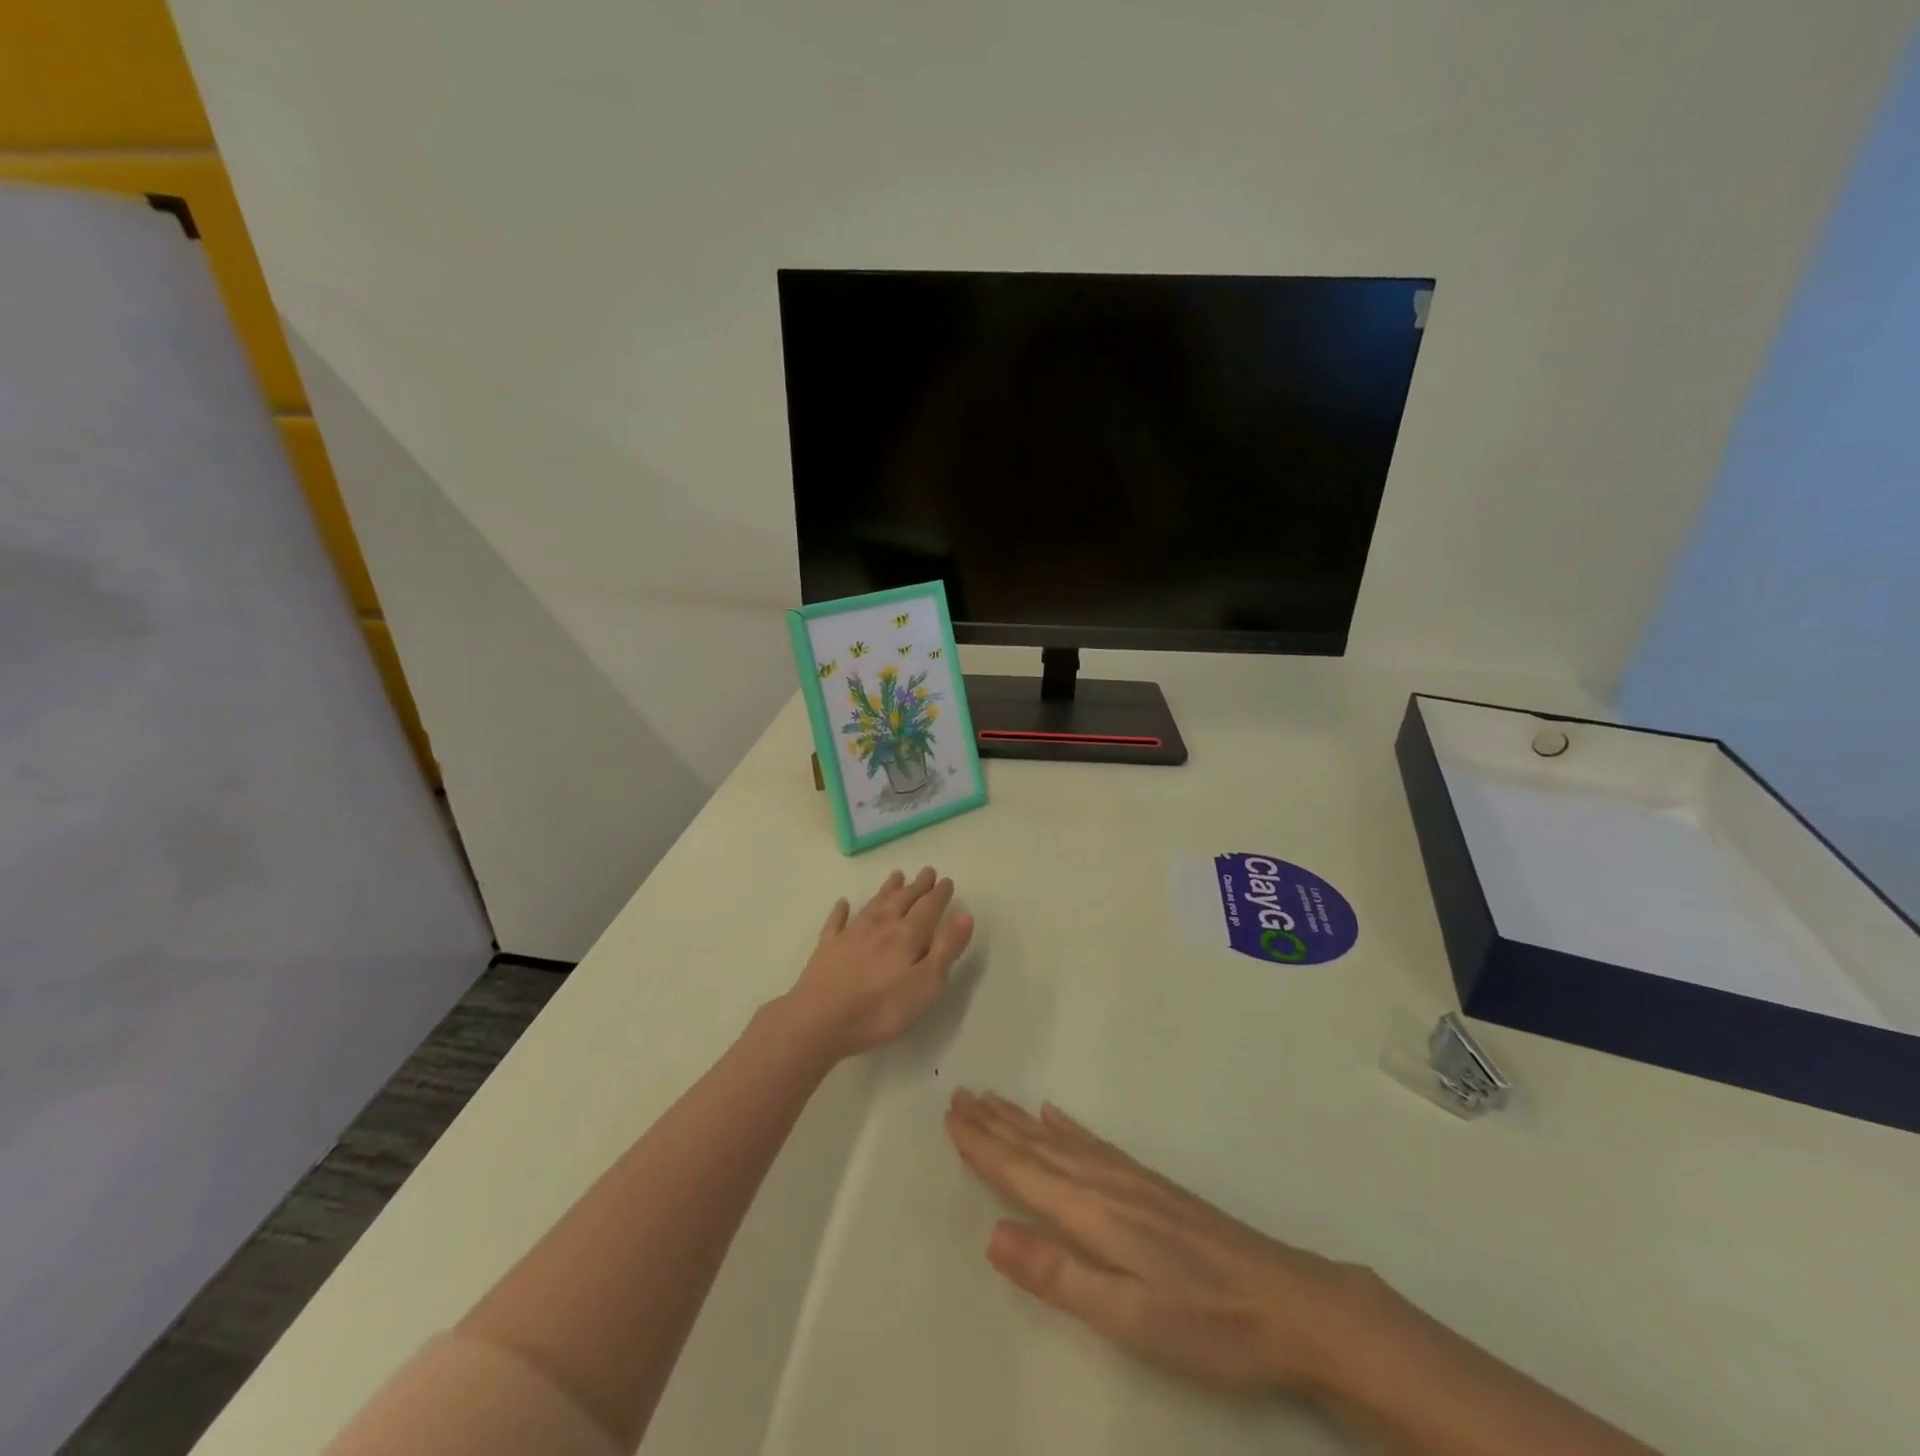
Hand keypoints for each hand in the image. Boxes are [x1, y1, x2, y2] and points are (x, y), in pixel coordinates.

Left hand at [783, 868, 974, 1060]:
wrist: (820, 1020)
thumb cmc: (881, 1008)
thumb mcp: (926, 983)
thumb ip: (946, 948)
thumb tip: (964, 914)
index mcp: (907, 936)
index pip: (928, 908)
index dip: (939, 894)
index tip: (947, 880)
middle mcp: (881, 927)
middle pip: (902, 900)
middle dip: (917, 886)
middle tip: (927, 871)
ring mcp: (851, 935)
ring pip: (873, 904)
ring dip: (887, 890)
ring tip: (896, 875)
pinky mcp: (828, 948)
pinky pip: (837, 922)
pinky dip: (841, 911)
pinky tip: (843, 903)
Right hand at [945, 1092, 1376, 1395]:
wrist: (1289, 1303)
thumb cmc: (1205, 1323)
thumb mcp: (1128, 1316)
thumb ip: (1058, 1274)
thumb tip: (992, 1233)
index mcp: (1092, 1213)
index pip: (1023, 1172)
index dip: (984, 1146)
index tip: (950, 1116)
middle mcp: (1105, 1183)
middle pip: (1036, 1146)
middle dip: (993, 1123)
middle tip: (958, 1094)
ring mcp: (1131, 1179)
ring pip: (1061, 1139)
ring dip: (1020, 1119)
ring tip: (991, 1098)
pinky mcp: (1152, 1185)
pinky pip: (1095, 1142)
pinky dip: (1068, 1125)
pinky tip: (1056, 1114)